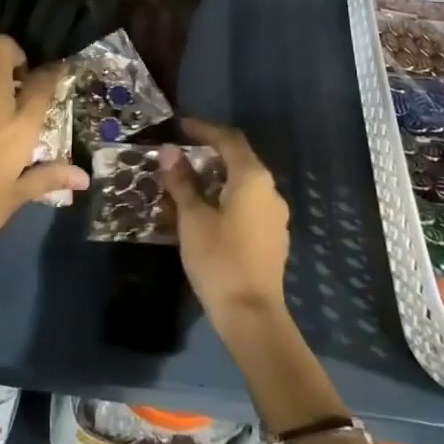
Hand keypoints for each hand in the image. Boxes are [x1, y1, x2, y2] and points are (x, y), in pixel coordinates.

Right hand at [160, 119, 289, 334]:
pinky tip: (206, 211)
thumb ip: (181, 181)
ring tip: (188, 183)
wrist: (251, 316)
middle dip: (210, 152)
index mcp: (252, 177)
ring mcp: (275, 215)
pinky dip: (227, 197)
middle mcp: (270, 190)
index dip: (204, 129)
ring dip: (217, 177)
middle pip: (239, 159)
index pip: (228, 139)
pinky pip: (248, 204)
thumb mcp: (192, 217)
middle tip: (181, 154)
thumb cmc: (219, 259)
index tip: (180, 127)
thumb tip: (168, 151)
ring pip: (244, 183)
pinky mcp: (273, 237)